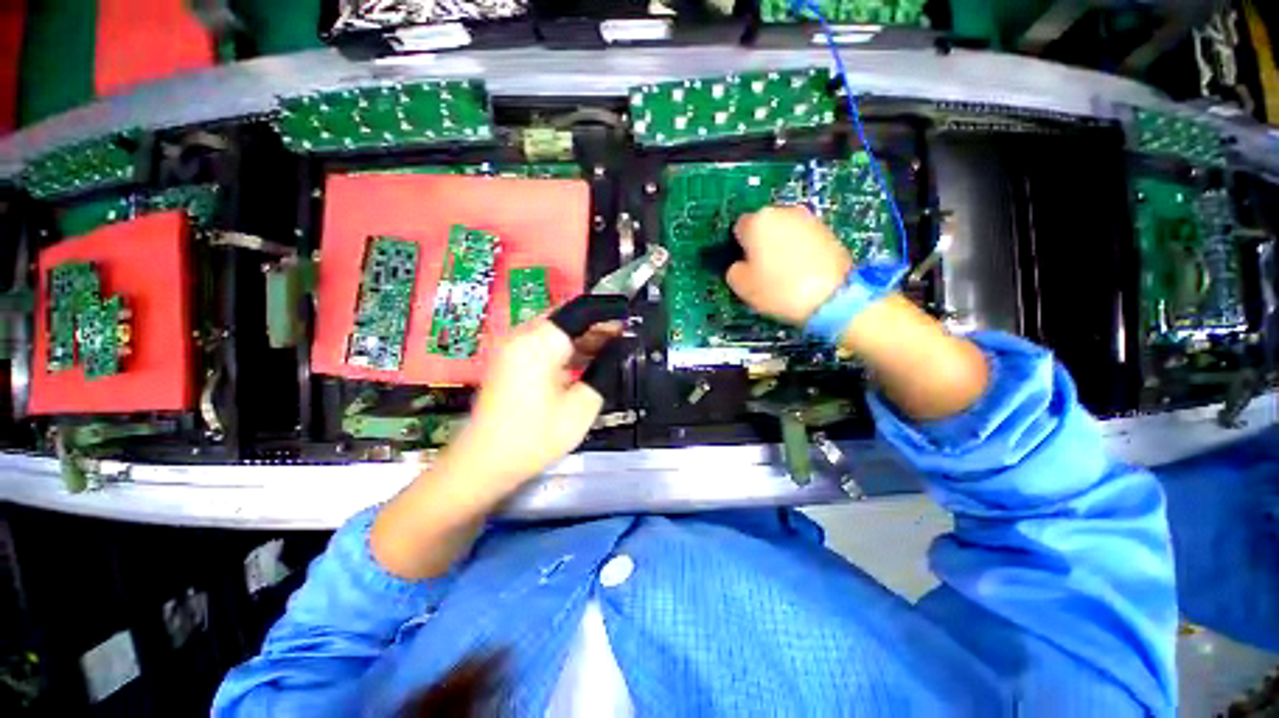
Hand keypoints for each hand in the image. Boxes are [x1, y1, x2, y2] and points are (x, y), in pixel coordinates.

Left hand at [372, 318, 619, 578]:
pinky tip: (586, 362)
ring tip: (611, 350)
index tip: (630, 322)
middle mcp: (522, 335)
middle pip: (566, 318)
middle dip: (596, 327)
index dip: (608, 314)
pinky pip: (544, 344)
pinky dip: (566, 349)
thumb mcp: (581, 407)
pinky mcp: (510, 360)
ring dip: (582, 338)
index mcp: (540, 342)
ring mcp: (513, 347)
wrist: (484, 463)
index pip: (580, 312)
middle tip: (624, 339)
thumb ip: (603, 372)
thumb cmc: (535, 436)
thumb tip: (619, 351)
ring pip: (556, 331)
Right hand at [727, 206, 853, 325]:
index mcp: (757, 221)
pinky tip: (803, 271)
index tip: (745, 266)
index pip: (739, 229)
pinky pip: (803, 238)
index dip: (739, 248)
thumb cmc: (778, 289)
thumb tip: (740, 264)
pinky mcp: (828, 230)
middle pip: (764, 226)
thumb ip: (733, 270)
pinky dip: (800, 250)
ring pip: (785, 231)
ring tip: (785, 272)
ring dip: (781, 245)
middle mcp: (782, 211)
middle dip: (761, 243)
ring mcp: (808, 218)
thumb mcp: (742, 286)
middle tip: (763, 270)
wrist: (832, 296)